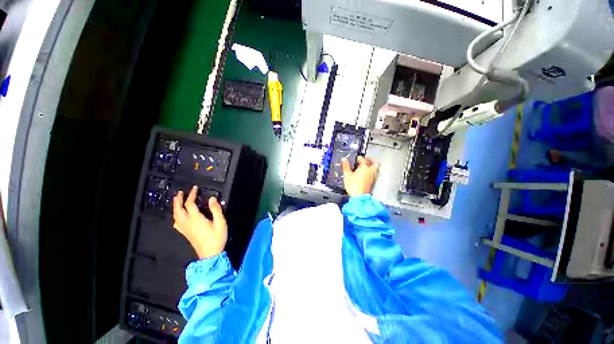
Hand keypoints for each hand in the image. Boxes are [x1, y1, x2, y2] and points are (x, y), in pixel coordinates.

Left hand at [173, 186, 227, 258]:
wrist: (210, 254)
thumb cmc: (217, 237)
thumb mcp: (220, 222)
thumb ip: (216, 210)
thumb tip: (212, 198)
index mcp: (196, 219)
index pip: (190, 204)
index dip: (191, 195)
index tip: (195, 188)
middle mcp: (187, 223)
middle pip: (178, 209)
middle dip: (178, 200)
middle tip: (180, 192)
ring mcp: (185, 229)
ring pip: (175, 216)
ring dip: (175, 207)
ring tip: (176, 201)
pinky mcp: (185, 233)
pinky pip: (176, 223)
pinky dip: (175, 216)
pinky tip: (177, 216)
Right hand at [341, 156, 378, 196]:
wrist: (359, 197)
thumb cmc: (353, 186)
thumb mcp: (347, 175)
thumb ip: (345, 166)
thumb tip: (344, 159)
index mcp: (364, 168)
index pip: (362, 160)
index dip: (359, 158)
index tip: (357, 158)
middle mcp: (370, 171)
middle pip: (374, 162)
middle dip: (371, 159)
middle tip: (367, 159)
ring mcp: (372, 177)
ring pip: (375, 168)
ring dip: (371, 165)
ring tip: (367, 165)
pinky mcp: (371, 182)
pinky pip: (373, 174)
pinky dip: (370, 171)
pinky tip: (366, 173)